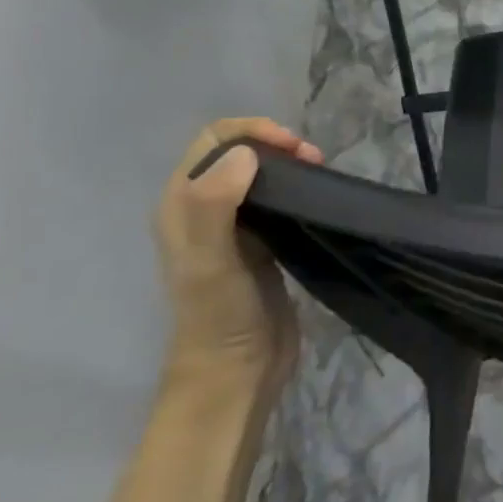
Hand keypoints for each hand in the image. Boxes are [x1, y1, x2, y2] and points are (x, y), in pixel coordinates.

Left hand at [152, 118, 321, 394]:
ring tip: (320, 173)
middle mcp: (203, 208)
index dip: (252, 132)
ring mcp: (234, 226)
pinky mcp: (262, 241)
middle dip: (275, 143)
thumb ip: (215, 205)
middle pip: (238, 151)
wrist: (239, 370)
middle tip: (314, 160)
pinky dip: (297, 185)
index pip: (214, 141)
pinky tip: (317, 196)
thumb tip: (245, 153)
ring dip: (289, 163)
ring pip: (260, 172)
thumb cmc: (220, 314)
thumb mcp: (211, 261)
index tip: (292, 148)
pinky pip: (277, 197)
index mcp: (182, 205)